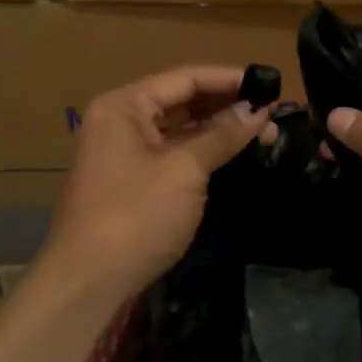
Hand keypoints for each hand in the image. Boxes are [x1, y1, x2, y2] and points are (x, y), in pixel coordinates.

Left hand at [42, 66, 271, 297]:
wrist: (88, 283)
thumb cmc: (136, 215)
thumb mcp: (185, 169)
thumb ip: (223, 135)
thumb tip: (259, 111)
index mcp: (125, 105)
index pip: (186, 78)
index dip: (230, 80)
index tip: (270, 85)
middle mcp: (121, 120)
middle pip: (183, 100)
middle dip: (228, 107)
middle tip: (273, 116)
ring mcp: (125, 151)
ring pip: (181, 128)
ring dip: (220, 130)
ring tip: (264, 135)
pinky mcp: (133, 179)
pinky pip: (174, 152)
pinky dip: (204, 151)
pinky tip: (235, 155)